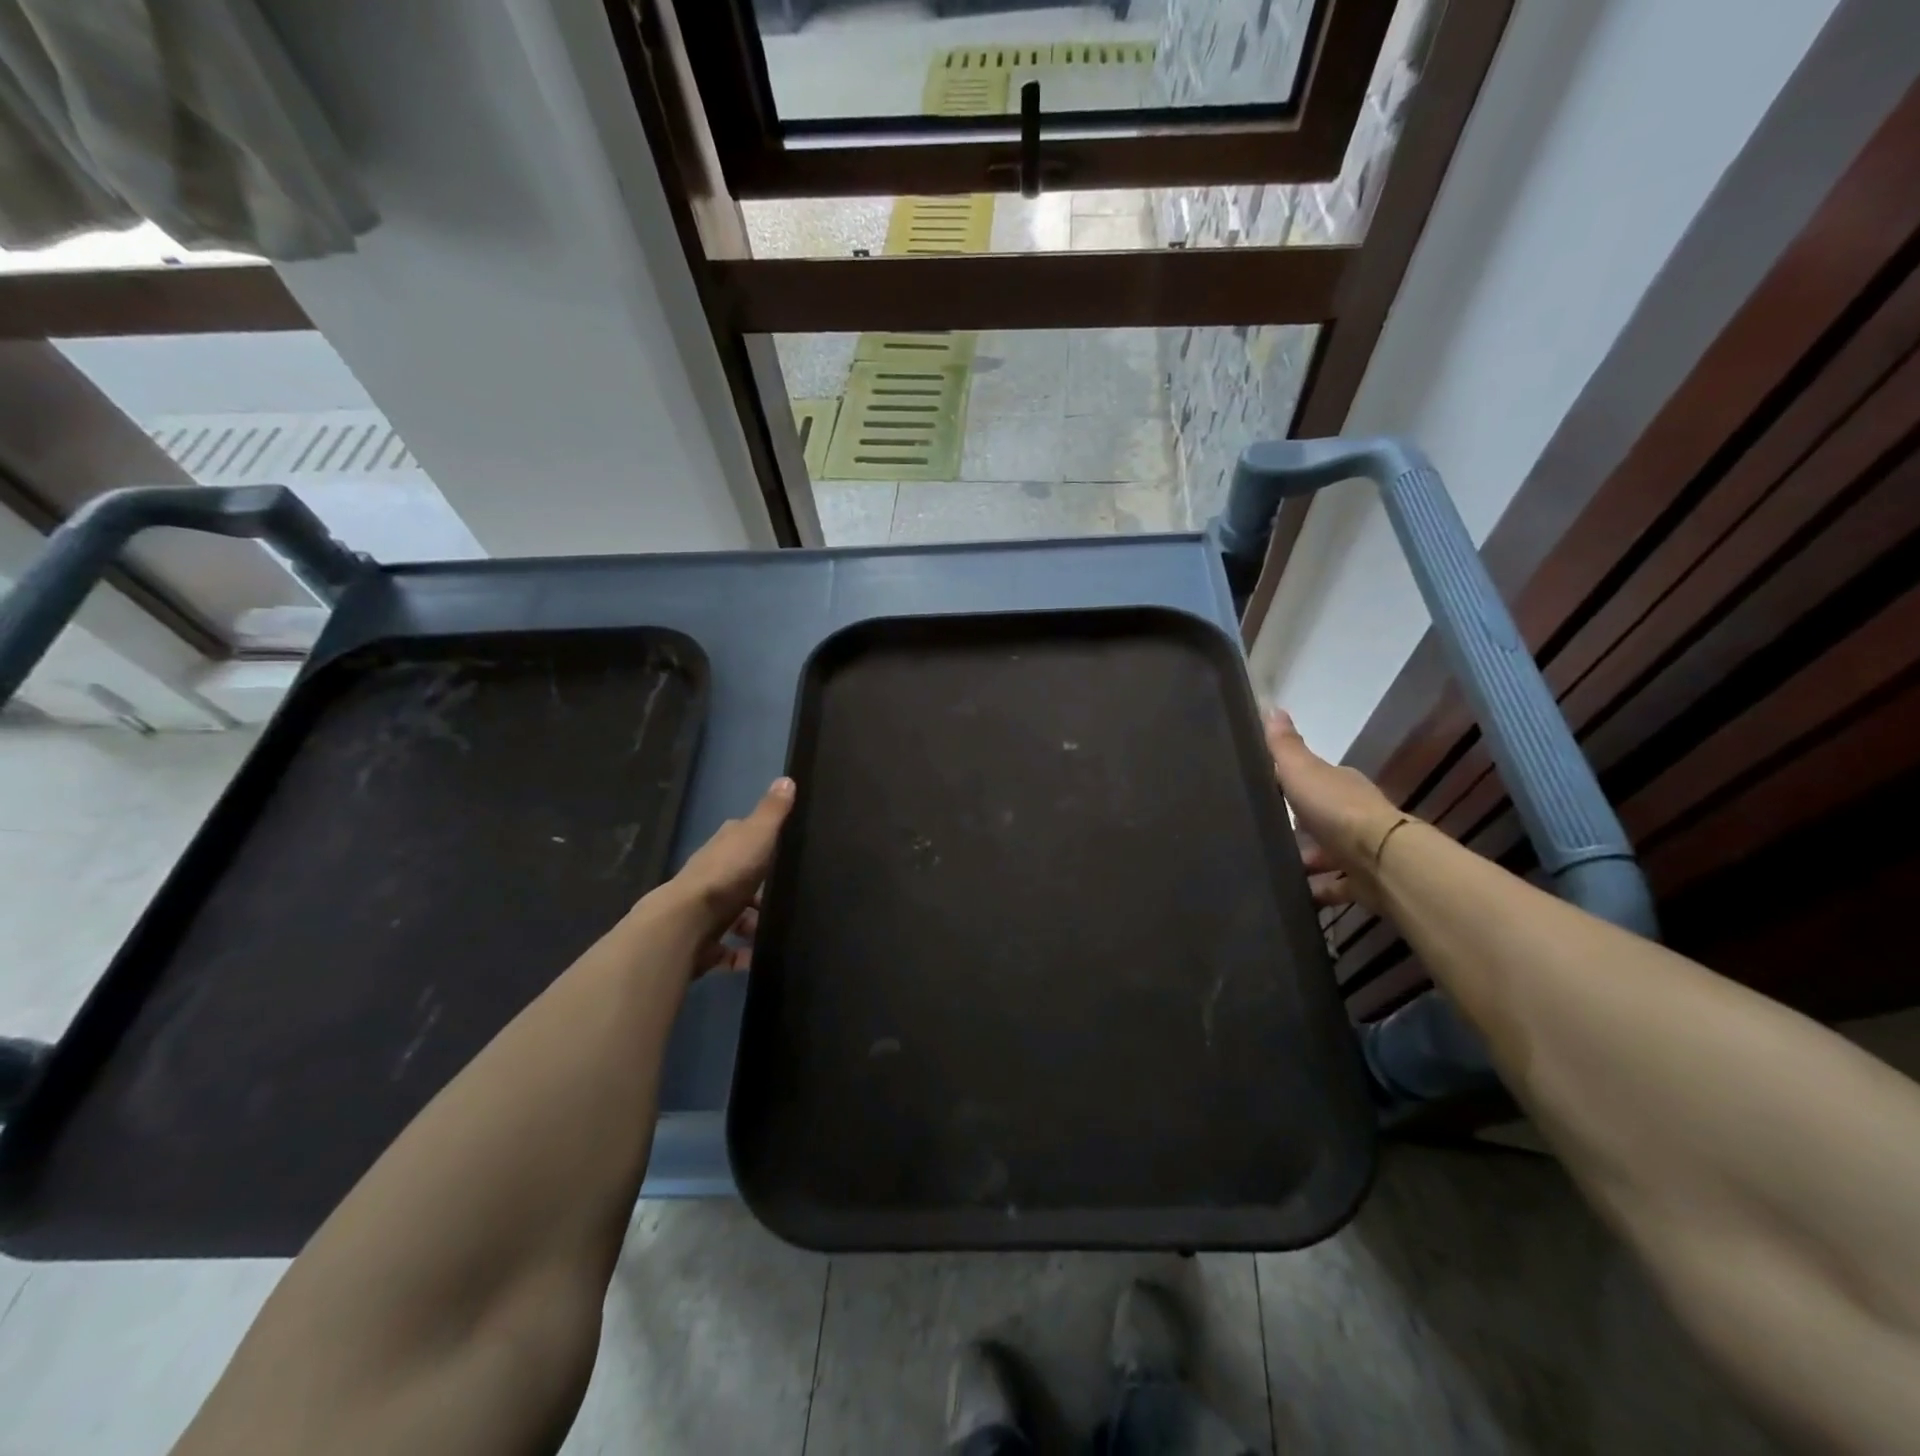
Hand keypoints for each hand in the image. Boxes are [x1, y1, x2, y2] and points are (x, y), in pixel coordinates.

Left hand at [651, 777, 795, 971]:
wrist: (686, 923)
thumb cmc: (727, 873)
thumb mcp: (757, 834)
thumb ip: (773, 811)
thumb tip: (786, 778)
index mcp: (724, 847)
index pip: (742, 836)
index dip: (762, 840)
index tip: (784, 848)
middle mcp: (712, 875)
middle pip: (742, 879)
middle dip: (762, 889)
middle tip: (791, 897)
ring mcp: (706, 911)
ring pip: (736, 916)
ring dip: (754, 924)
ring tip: (780, 931)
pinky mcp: (704, 943)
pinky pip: (729, 949)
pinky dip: (744, 954)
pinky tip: (762, 957)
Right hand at [1263, 710, 1403, 911]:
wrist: (1380, 859)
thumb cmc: (1336, 809)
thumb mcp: (1301, 770)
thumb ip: (1284, 746)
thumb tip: (1272, 707)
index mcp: (1341, 784)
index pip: (1315, 780)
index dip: (1292, 785)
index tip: (1267, 793)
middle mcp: (1354, 814)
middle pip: (1321, 818)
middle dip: (1297, 828)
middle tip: (1263, 836)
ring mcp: (1360, 850)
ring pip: (1327, 854)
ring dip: (1305, 862)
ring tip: (1272, 870)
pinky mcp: (1362, 882)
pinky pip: (1334, 887)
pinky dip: (1316, 891)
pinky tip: (1293, 896)